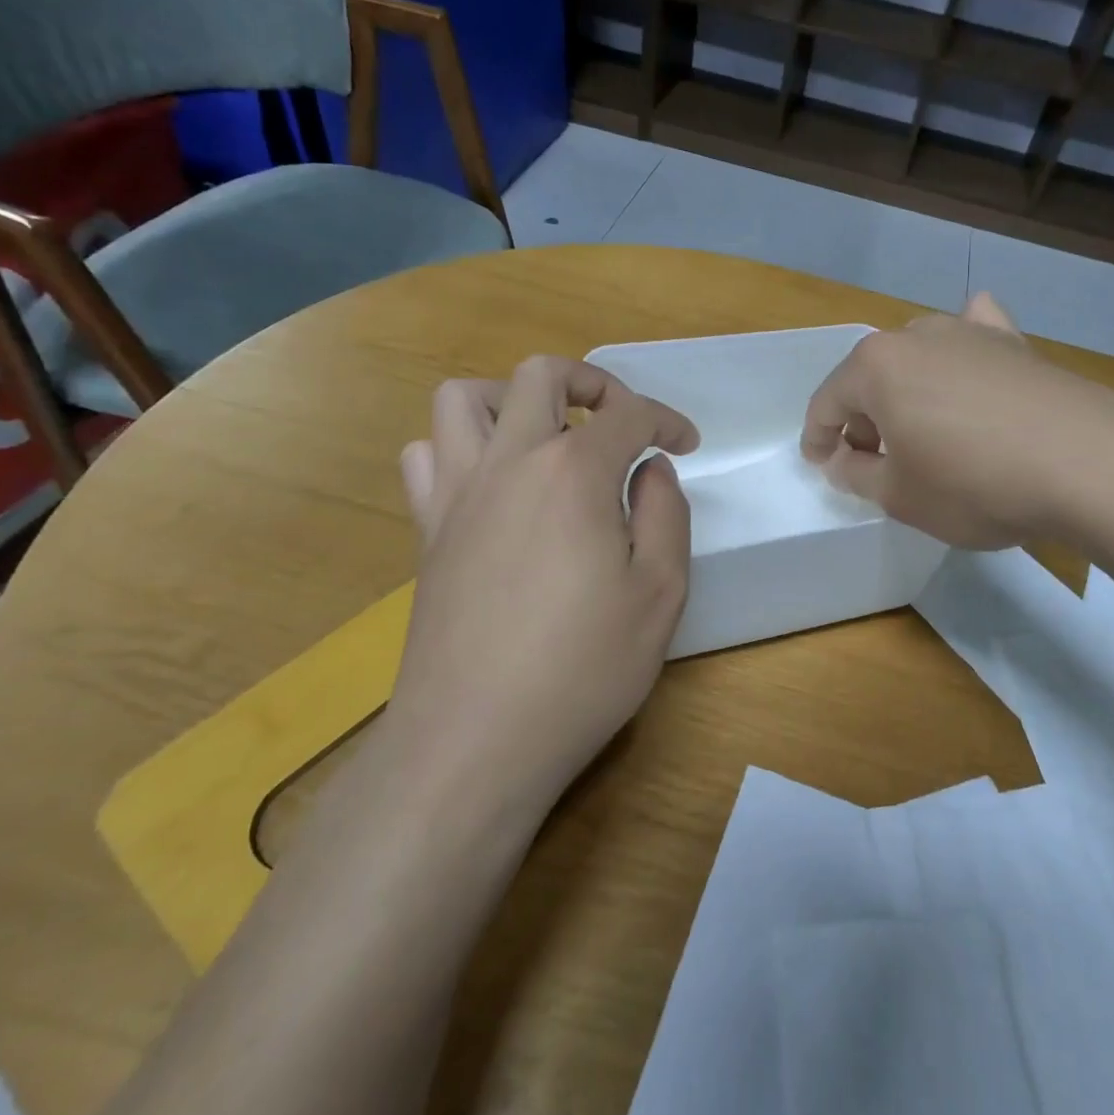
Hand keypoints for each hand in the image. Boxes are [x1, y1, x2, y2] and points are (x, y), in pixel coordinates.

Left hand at [389, 356, 699, 809]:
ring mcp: (457, 494)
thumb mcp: (661, 592)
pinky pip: (427, 456)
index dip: (666, 421)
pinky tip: (493, 486)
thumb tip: (651, 468)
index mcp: (573, 473)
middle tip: (620, 421)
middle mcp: (509, 463)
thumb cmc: (584, 667)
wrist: (477, 739)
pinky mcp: (427, 531)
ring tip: (546, 438)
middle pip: (540, 376)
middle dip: (592, 382)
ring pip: (463, 399)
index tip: (686, 445)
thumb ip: (666, 513)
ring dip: (512, 400)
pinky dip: (460, 447)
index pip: (627, 415)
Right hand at [800, 293, 1113, 548]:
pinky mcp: (1016, 344)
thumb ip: (856, 474)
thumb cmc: (973, 484)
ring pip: (919, 359)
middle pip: (872, 377)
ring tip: (920, 430)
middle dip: (864, 418)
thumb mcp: (899, 496)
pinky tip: (972, 358)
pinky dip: (964, 351)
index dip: (818, 437)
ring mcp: (971, 333)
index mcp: (876, 367)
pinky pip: (976, 337)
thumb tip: (843, 458)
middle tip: (874, 461)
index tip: (821, 464)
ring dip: (908, 392)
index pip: (828, 402)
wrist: (1086, 464)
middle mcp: (917, 335)